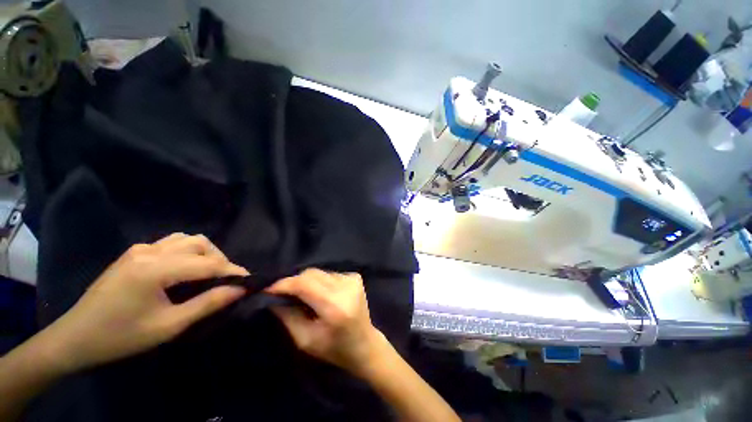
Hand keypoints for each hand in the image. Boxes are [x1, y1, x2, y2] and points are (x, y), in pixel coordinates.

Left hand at [46, 233, 247, 372]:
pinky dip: (189, 251)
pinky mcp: (135, 252)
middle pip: (199, 244)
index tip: (250, 279)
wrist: (76, 337)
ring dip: (205, 253)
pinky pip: (172, 242)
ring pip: (187, 239)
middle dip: (220, 260)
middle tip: (226, 281)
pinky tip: (186, 268)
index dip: (232, 271)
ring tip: (209, 273)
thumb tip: (239, 290)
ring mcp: (140, 249)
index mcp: (154, 270)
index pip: (206, 264)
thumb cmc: (121, 337)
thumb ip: (207, 304)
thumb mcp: (168, 326)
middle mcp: (149, 251)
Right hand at [267, 269, 387, 376]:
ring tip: (303, 296)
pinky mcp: (356, 277)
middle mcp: (345, 287)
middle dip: (294, 282)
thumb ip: (288, 316)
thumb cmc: (334, 349)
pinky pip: (330, 274)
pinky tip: (322, 295)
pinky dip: (320, 282)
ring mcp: (353, 279)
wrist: (364, 344)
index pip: (304, 284)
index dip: (284, 284)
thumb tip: (272, 298)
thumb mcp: (305, 340)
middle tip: (282, 294)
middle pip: (312, 274)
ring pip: (320, 272)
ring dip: (307, 282)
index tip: (267, 289)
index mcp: (334, 306)